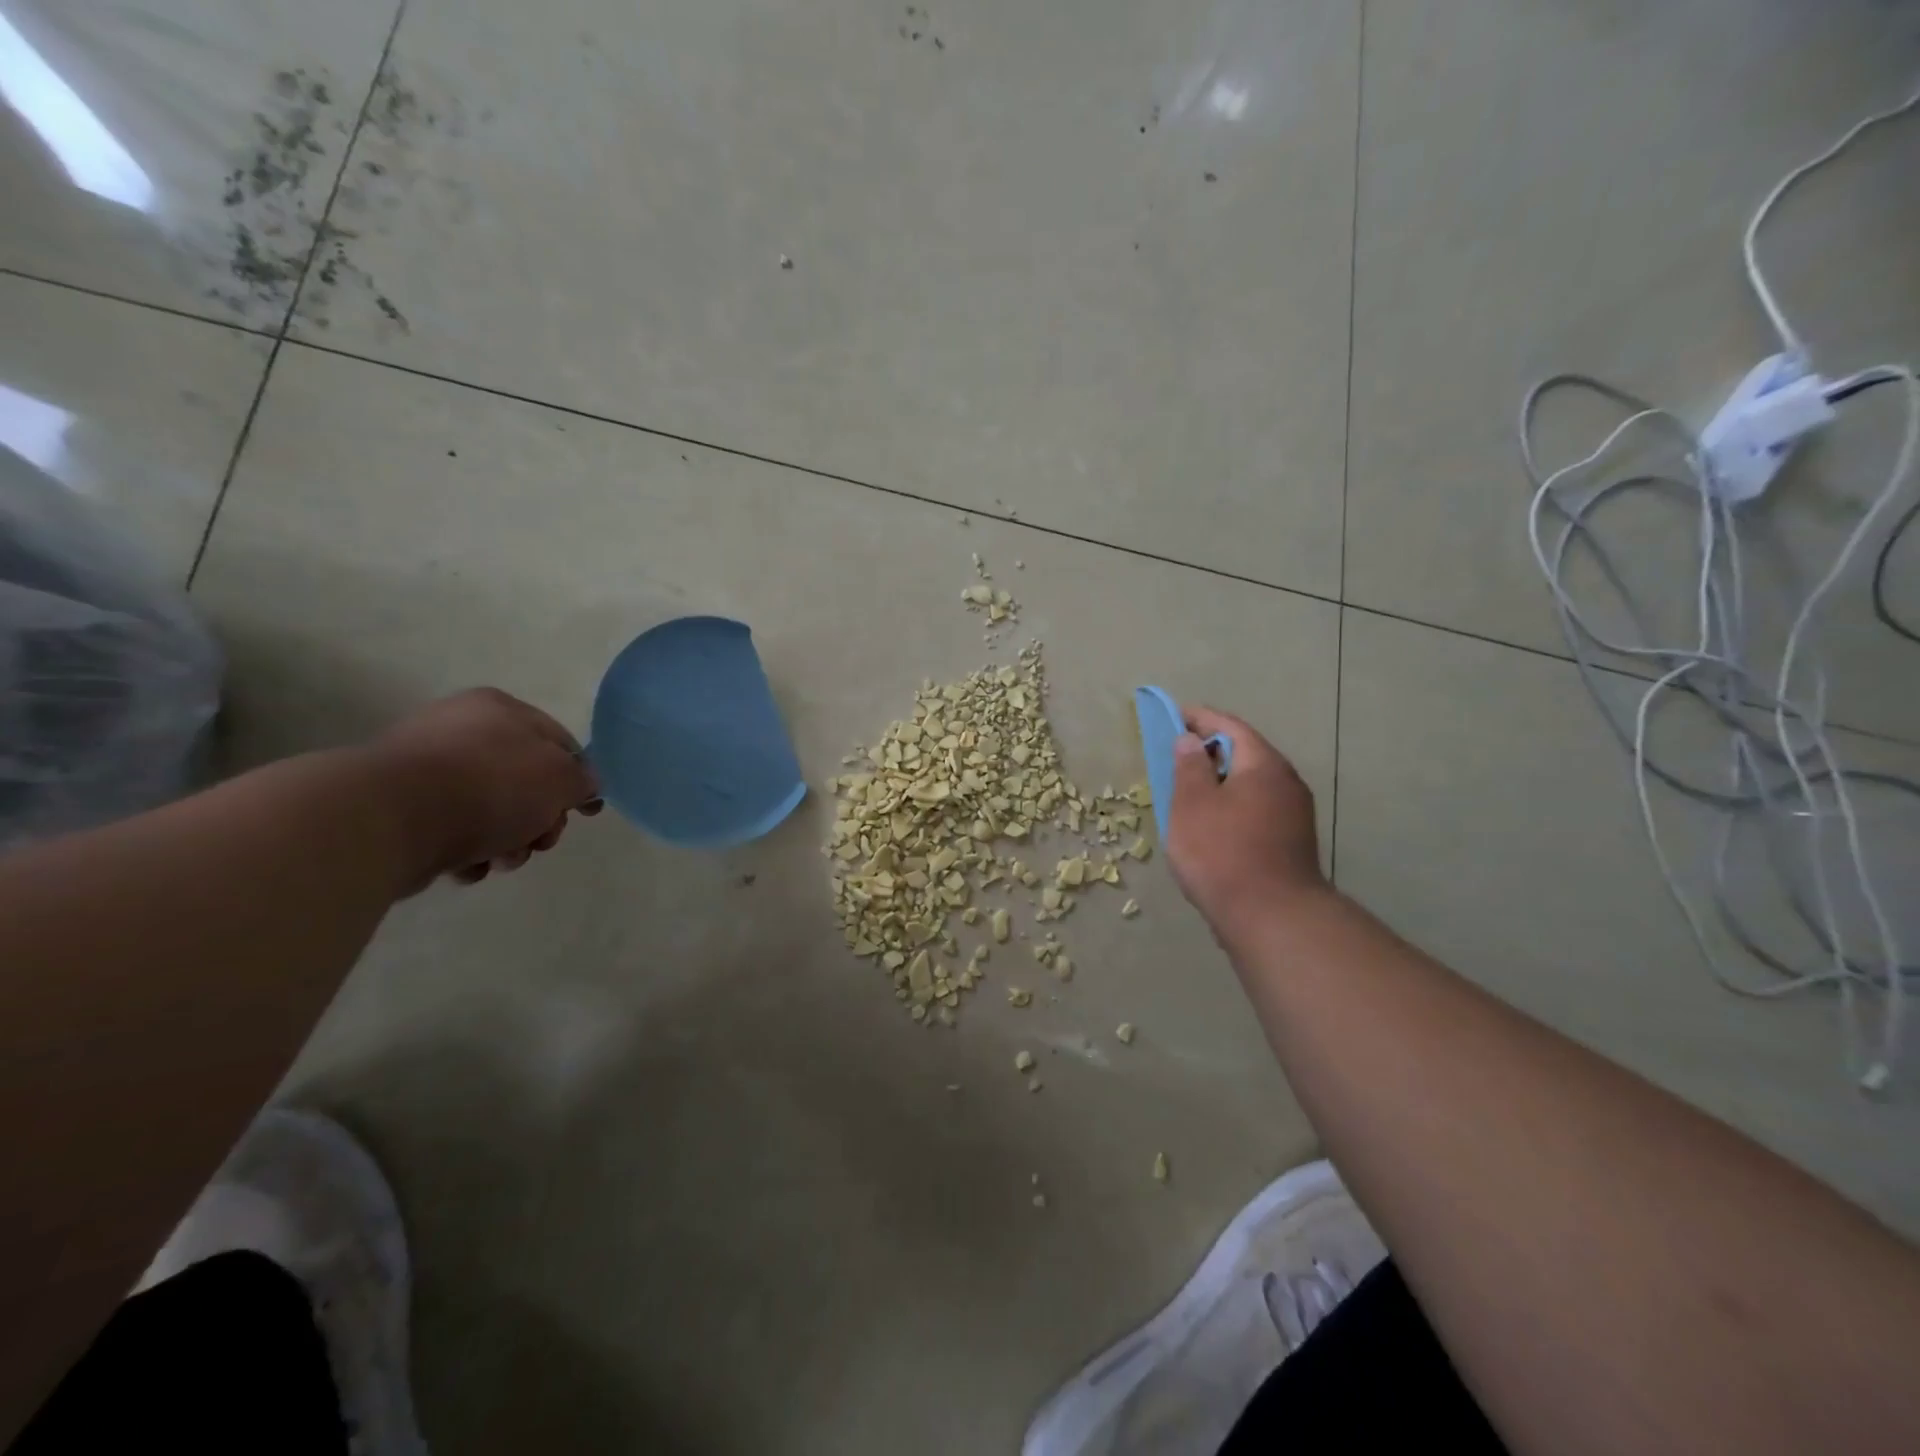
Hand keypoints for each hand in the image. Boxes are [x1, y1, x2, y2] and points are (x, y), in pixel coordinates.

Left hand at [371, 688, 602, 886]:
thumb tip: (582, 786)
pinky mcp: (398, 807)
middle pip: (524, 781)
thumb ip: (582, 780)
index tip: (585, 813)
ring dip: (507, 841)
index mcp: (500, 709)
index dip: (578, 779)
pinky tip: (466, 865)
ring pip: (489, 810)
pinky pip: (450, 830)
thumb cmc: (491, 786)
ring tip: (500, 860)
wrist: (391, 819)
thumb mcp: (561, 778)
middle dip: (539, 819)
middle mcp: (460, 729)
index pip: (559, 742)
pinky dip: (466, 851)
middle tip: (540, 841)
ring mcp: (425, 768)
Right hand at [1167, 705, 1326, 933]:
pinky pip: (1257, 807)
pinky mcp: (1291, 841)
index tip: (1174, 715)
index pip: (1230, 727)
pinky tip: (1213, 823)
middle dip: (1210, 750)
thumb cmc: (1222, 853)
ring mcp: (1294, 814)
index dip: (1199, 718)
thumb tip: (1191, 740)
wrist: (1272, 918)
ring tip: (1190, 790)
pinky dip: (1233, 804)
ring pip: (1252, 783)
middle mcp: (1286, 782)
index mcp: (1263, 765)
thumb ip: (1189, 766)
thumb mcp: (1192, 804)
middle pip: (1245, 753)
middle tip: (1177, 754)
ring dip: (1221, 780)